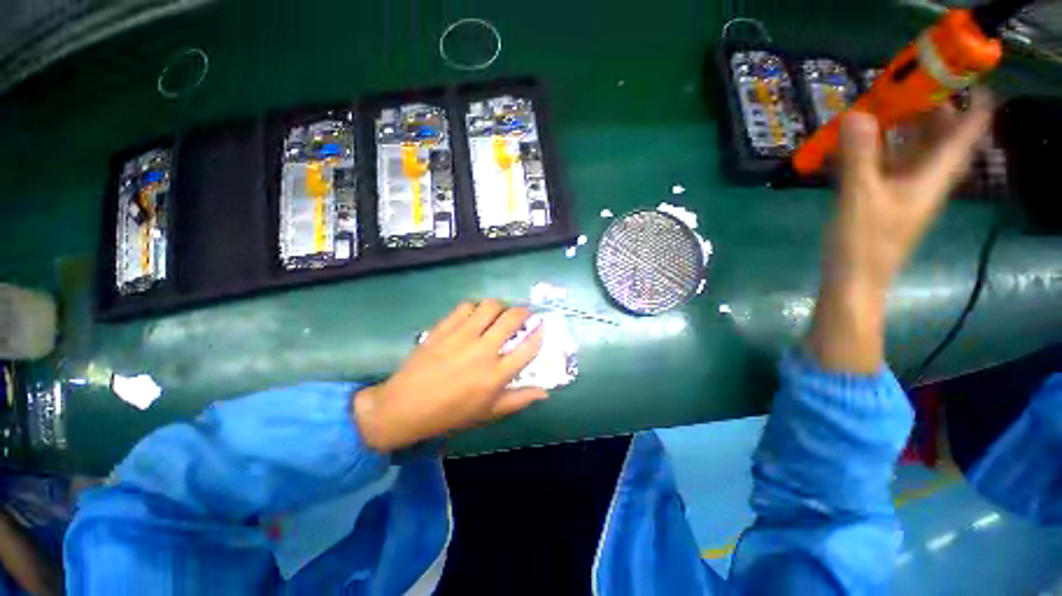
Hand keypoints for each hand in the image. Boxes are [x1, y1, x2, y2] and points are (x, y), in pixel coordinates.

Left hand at [353, 300, 546, 451]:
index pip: (528, 348)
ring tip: (498, 313)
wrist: (405, 407)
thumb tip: (545, 392)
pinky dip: (475, 308)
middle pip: (512, 319)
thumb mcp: (489, 413)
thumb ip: (519, 400)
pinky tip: (474, 316)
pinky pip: (465, 306)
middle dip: (523, 312)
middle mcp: (483, 351)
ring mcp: (462, 336)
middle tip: (522, 314)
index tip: (541, 327)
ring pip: (490, 306)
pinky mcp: (444, 328)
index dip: (539, 334)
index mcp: (496, 375)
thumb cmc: (451, 414)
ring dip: (499, 306)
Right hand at [808, 91, 992, 372]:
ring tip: (885, 104)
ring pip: (912, 151)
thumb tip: (857, 113)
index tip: (972, 77)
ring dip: (902, 127)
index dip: (974, 105)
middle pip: (939, 138)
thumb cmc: (863, 244)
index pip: (965, 135)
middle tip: (913, 82)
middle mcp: (924, 180)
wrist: (852, 282)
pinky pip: (887, 166)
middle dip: (931, 109)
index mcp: (932, 178)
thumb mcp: (860, 198)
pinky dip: (877, 150)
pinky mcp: (881, 201)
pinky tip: (859, 142)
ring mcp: (902, 191)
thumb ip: (858, 157)